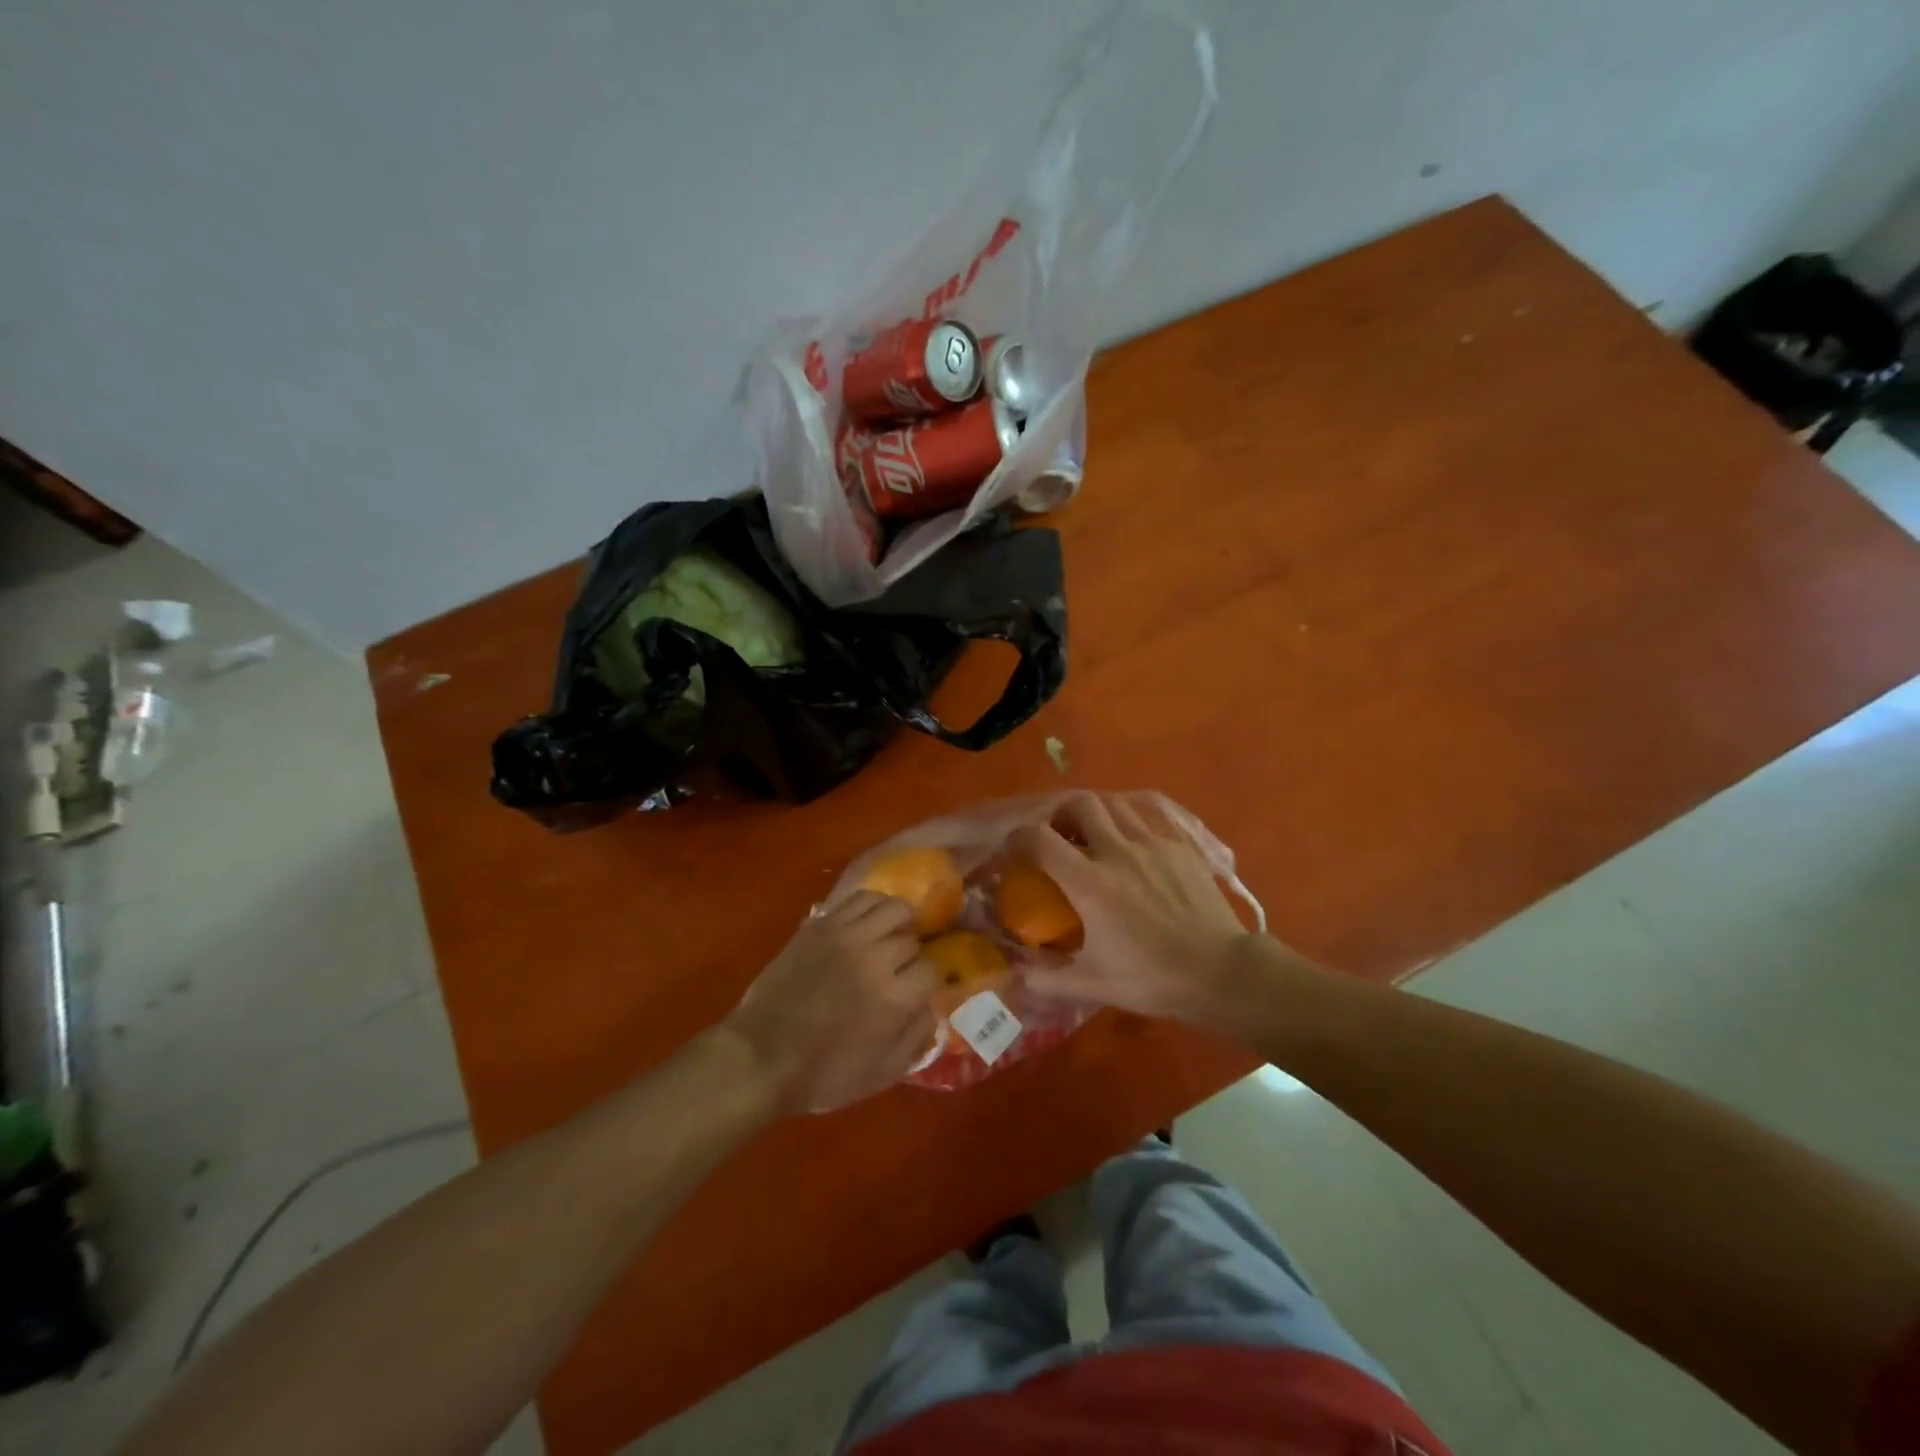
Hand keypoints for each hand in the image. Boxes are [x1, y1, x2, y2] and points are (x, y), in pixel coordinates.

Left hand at [725, 892, 939, 1112]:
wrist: (760, 1057)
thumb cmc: (822, 1075)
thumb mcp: (879, 1075)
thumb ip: (915, 1040)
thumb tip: (933, 1010)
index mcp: (894, 999)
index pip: (931, 970)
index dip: (925, 982)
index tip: (914, 992)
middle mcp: (876, 959)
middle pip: (911, 939)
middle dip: (909, 956)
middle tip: (896, 971)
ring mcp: (847, 937)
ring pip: (893, 907)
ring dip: (898, 922)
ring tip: (889, 936)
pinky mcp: (821, 925)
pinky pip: (860, 899)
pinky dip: (873, 905)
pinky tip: (868, 922)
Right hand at [1012, 793, 1272, 1030]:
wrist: (1221, 973)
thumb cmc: (1152, 978)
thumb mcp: (1091, 985)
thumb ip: (1044, 978)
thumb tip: (1012, 973)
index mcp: (1090, 883)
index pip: (1039, 839)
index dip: (1017, 838)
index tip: (1012, 851)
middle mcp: (1117, 851)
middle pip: (1080, 804)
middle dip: (1060, 814)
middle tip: (1058, 836)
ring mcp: (1153, 844)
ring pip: (1114, 805)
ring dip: (1095, 814)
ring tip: (1092, 836)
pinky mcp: (1179, 847)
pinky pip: (1145, 821)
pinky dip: (1128, 826)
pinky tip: (1132, 851)